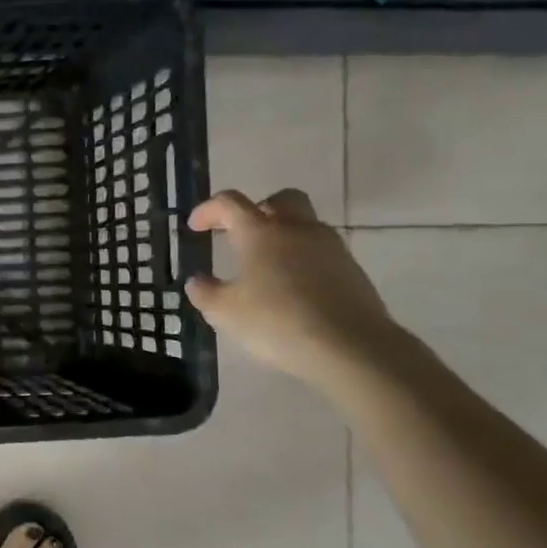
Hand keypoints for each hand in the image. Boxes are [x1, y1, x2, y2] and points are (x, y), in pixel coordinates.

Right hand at [185, 188, 401, 389]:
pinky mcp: (351, 269)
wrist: (351, 347)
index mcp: (261, 232)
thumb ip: (205, 292)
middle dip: (257, 210)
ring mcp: (330, 247)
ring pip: (304, 225)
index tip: (195, 227)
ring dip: (282, 235)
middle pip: (280, 199)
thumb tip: (197, 281)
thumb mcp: (224, 312)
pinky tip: (291, 289)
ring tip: (264, 267)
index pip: (229, 203)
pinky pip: (320, 251)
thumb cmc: (276, 322)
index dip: (208, 210)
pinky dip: (301, 259)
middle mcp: (297, 229)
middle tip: (239, 234)